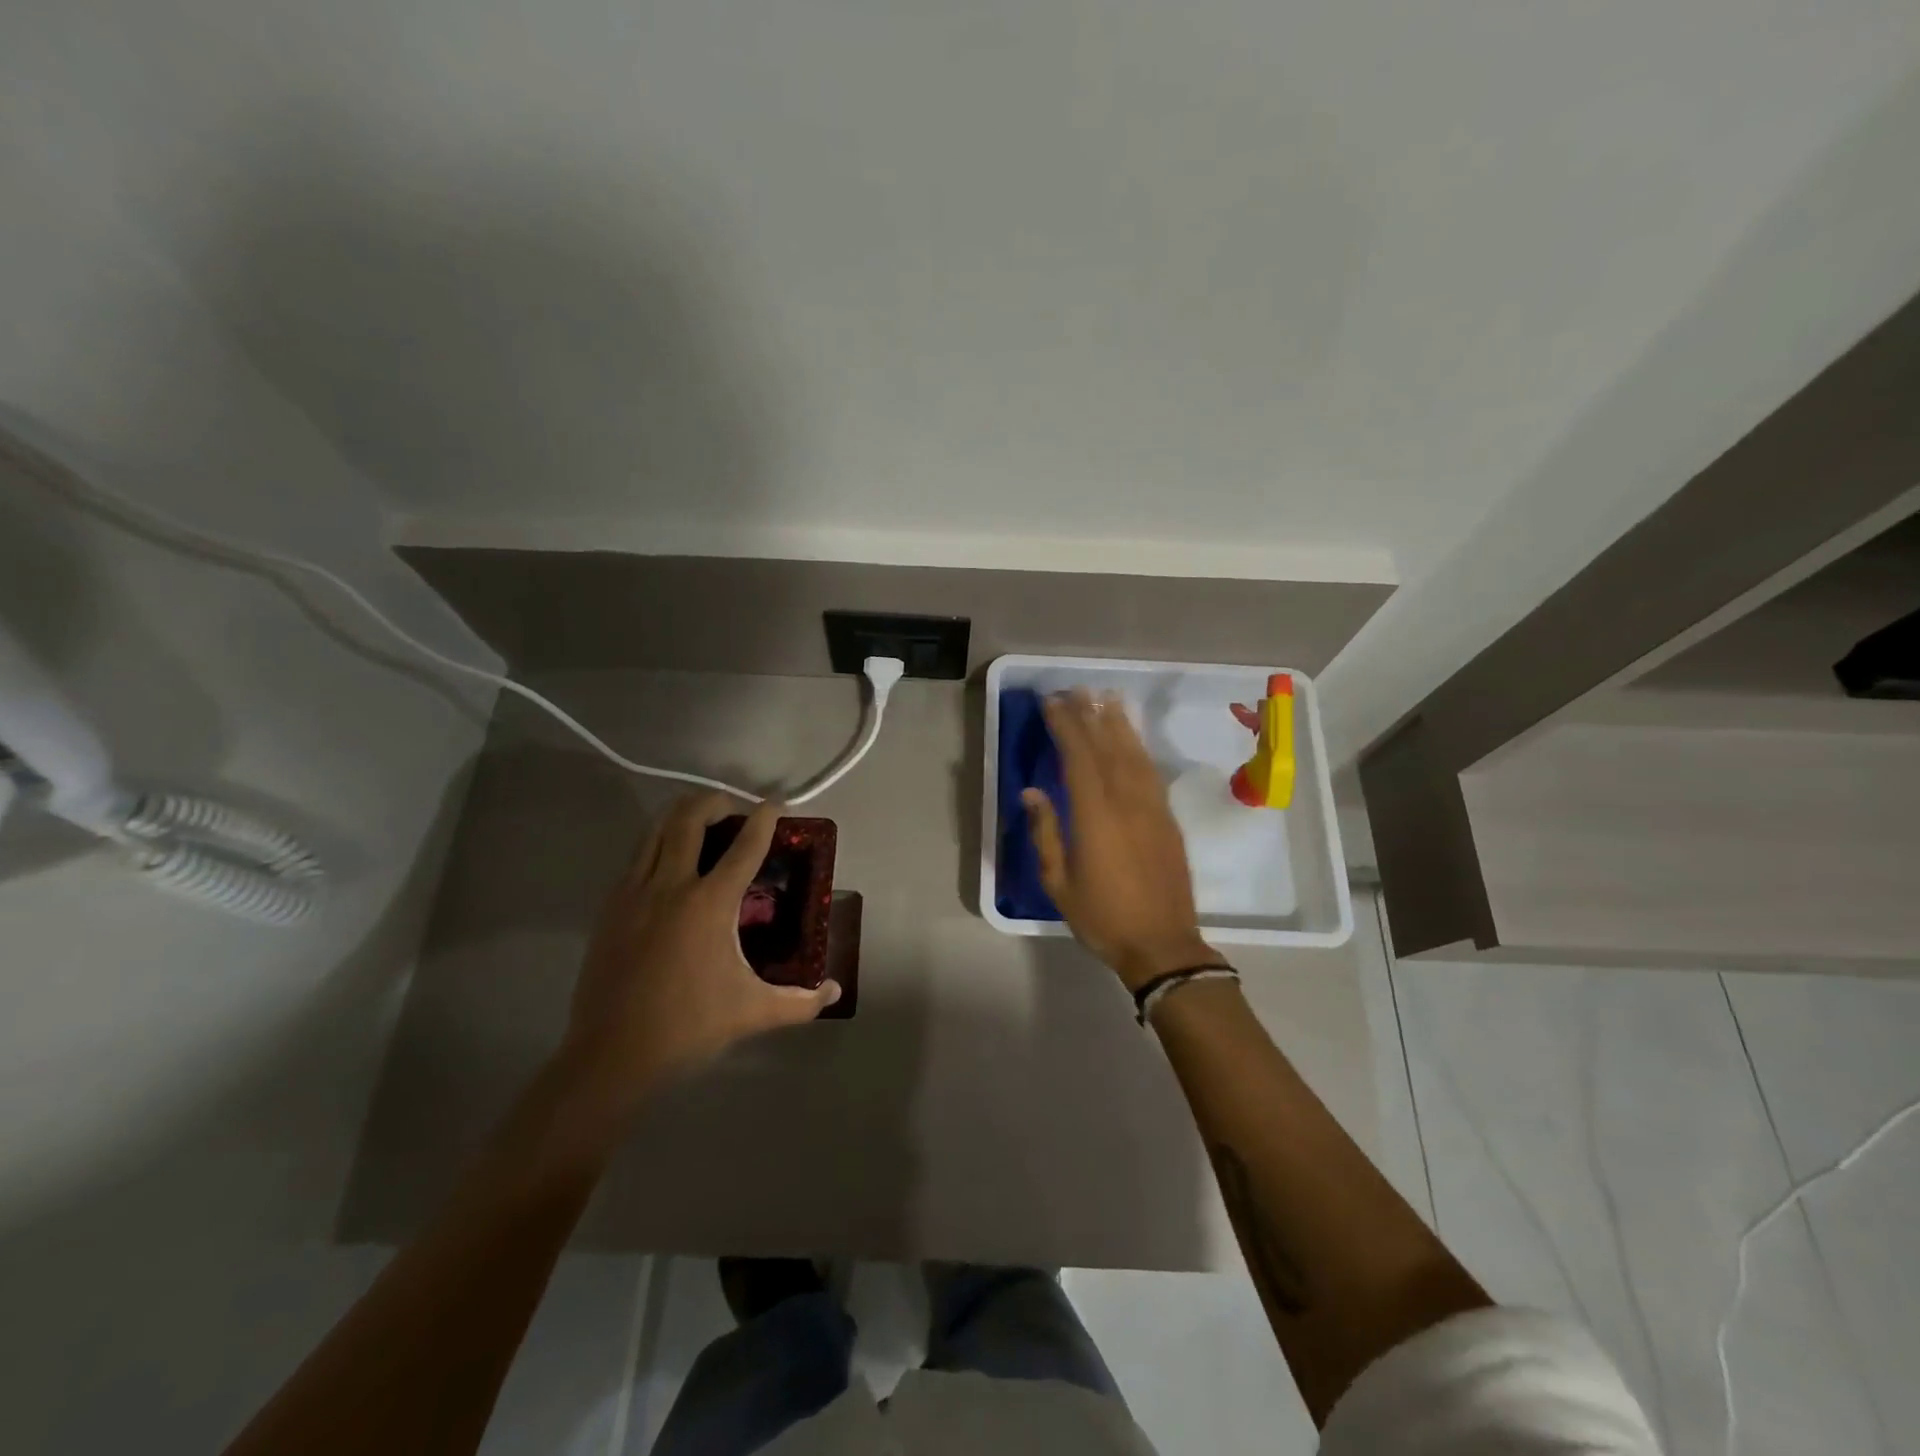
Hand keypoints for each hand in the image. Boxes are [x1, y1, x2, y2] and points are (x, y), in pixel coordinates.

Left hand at [564, 794, 839, 1103]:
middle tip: (736, 809)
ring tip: (702, 821)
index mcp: (709, 904)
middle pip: (689, 818)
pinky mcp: (610, 908)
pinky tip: (669, 863)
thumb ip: (801, 1001)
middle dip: (715, 801)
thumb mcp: (753, 1012)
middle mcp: (671, 886)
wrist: (611, 1056)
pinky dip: (658, 844)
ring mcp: (634, 893)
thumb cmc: (689, 1027)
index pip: (745, 846)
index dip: (765, 819)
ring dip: (682, 816)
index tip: (777, 804)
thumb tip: (836, 991)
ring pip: (656, 830)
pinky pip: (636, 857)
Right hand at [1023, 691, 1221, 990]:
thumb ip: (1046, 833)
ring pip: (1134, 754)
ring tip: (1106, 697)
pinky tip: (1131, 738)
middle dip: (1090, 715)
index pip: (1079, 757)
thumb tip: (1031, 792)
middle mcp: (1127, 802)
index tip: (1052, 702)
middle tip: (1075, 689)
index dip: (1066, 725)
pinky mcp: (1168, 819)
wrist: (1163, 945)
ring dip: (1119, 723)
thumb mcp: (1059, 883)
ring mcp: (1152, 808)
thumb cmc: (1103, 917)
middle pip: (1107, 747)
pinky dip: (1139, 748)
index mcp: (1095, 816)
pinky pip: (1151, 772)